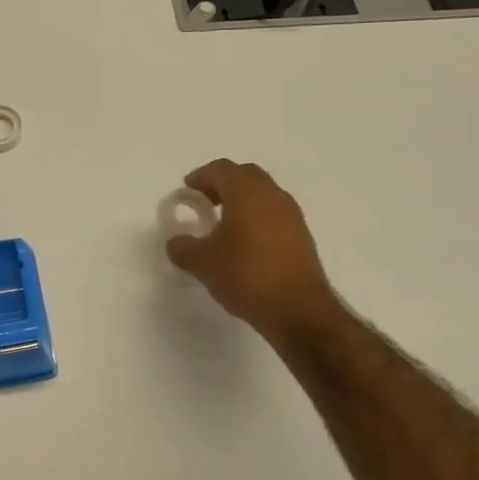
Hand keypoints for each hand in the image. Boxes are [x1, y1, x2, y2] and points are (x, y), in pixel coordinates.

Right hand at [165, 160, 342, 340]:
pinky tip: (245, 241)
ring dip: (242, 200)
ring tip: (223, 222)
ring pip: (263, 193)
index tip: (187, 189)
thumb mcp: (202, 263)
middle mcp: (272, 195)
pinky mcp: (302, 235)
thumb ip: (182, 248)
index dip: (201, 176)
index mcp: (246, 193)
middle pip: (245, 175)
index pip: (221, 170)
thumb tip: (176, 243)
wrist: (298, 310)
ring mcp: (291, 215)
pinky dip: (257, 216)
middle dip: (223, 183)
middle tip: (205, 201)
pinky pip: (274, 213)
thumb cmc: (246, 275)